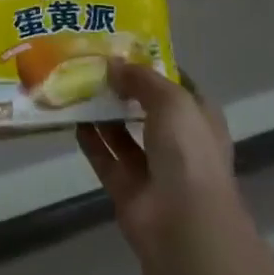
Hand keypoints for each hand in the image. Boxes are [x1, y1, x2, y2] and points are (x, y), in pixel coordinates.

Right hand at [77, 60, 239, 260]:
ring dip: (105, 114)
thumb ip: (142, 79)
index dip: (155, 69)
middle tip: (94, 65)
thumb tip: (113, 65)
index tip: (125, 50)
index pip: (179, 87)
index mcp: (200, 120)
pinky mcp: (128, 190)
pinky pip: (106, 159)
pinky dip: (91, 141)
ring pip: (124, 135)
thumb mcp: (171, 101)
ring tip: (78, 86)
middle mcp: (180, 144)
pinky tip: (73, 119)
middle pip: (148, 110)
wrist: (183, 224)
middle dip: (125, 90)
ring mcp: (154, 170)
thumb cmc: (189, 152)